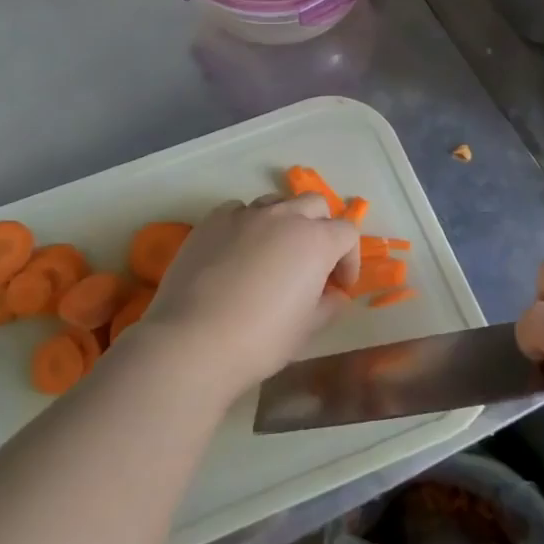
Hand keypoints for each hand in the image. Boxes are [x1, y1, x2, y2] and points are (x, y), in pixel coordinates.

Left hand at [127, 194, 359, 404]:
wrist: (194, 340)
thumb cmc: (261, 340)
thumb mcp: (307, 329)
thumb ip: (328, 304)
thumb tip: (333, 294)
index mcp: (315, 241)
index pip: (347, 233)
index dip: (349, 258)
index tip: (339, 285)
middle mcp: (283, 217)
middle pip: (314, 204)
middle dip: (321, 228)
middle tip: (312, 261)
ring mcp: (244, 214)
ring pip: (275, 203)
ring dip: (283, 221)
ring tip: (273, 253)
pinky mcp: (212, 220)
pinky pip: (238, 211)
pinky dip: (246, 225)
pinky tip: (236, 252)